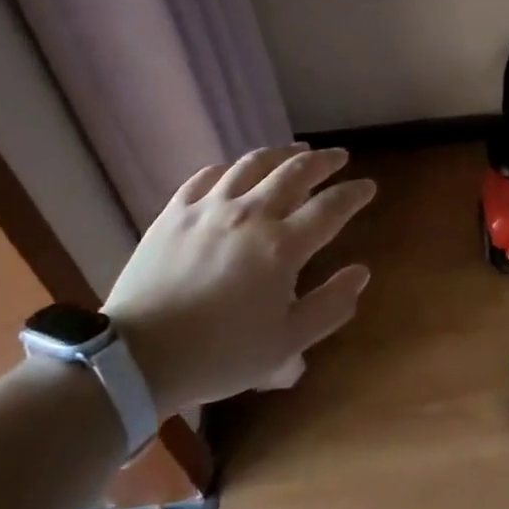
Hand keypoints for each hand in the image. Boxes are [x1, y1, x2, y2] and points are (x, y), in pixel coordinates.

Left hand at [102, 144, 375, 412]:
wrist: (140, 357)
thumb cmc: (221, 354)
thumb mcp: (287, 343)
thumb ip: (331, 305)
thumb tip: (361, 272)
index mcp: (282, 246)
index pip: (330, 207)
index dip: (354, 194)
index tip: (368, 186)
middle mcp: (250, 214)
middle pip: (295, 172)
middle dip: (324, 161)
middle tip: (338, 157)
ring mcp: (209, 208)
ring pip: (252, 163)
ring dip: (281, 153)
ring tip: (295, 151)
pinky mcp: (175, 212)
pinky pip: (208, 175)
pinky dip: (231, 167)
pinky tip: (236, 170)